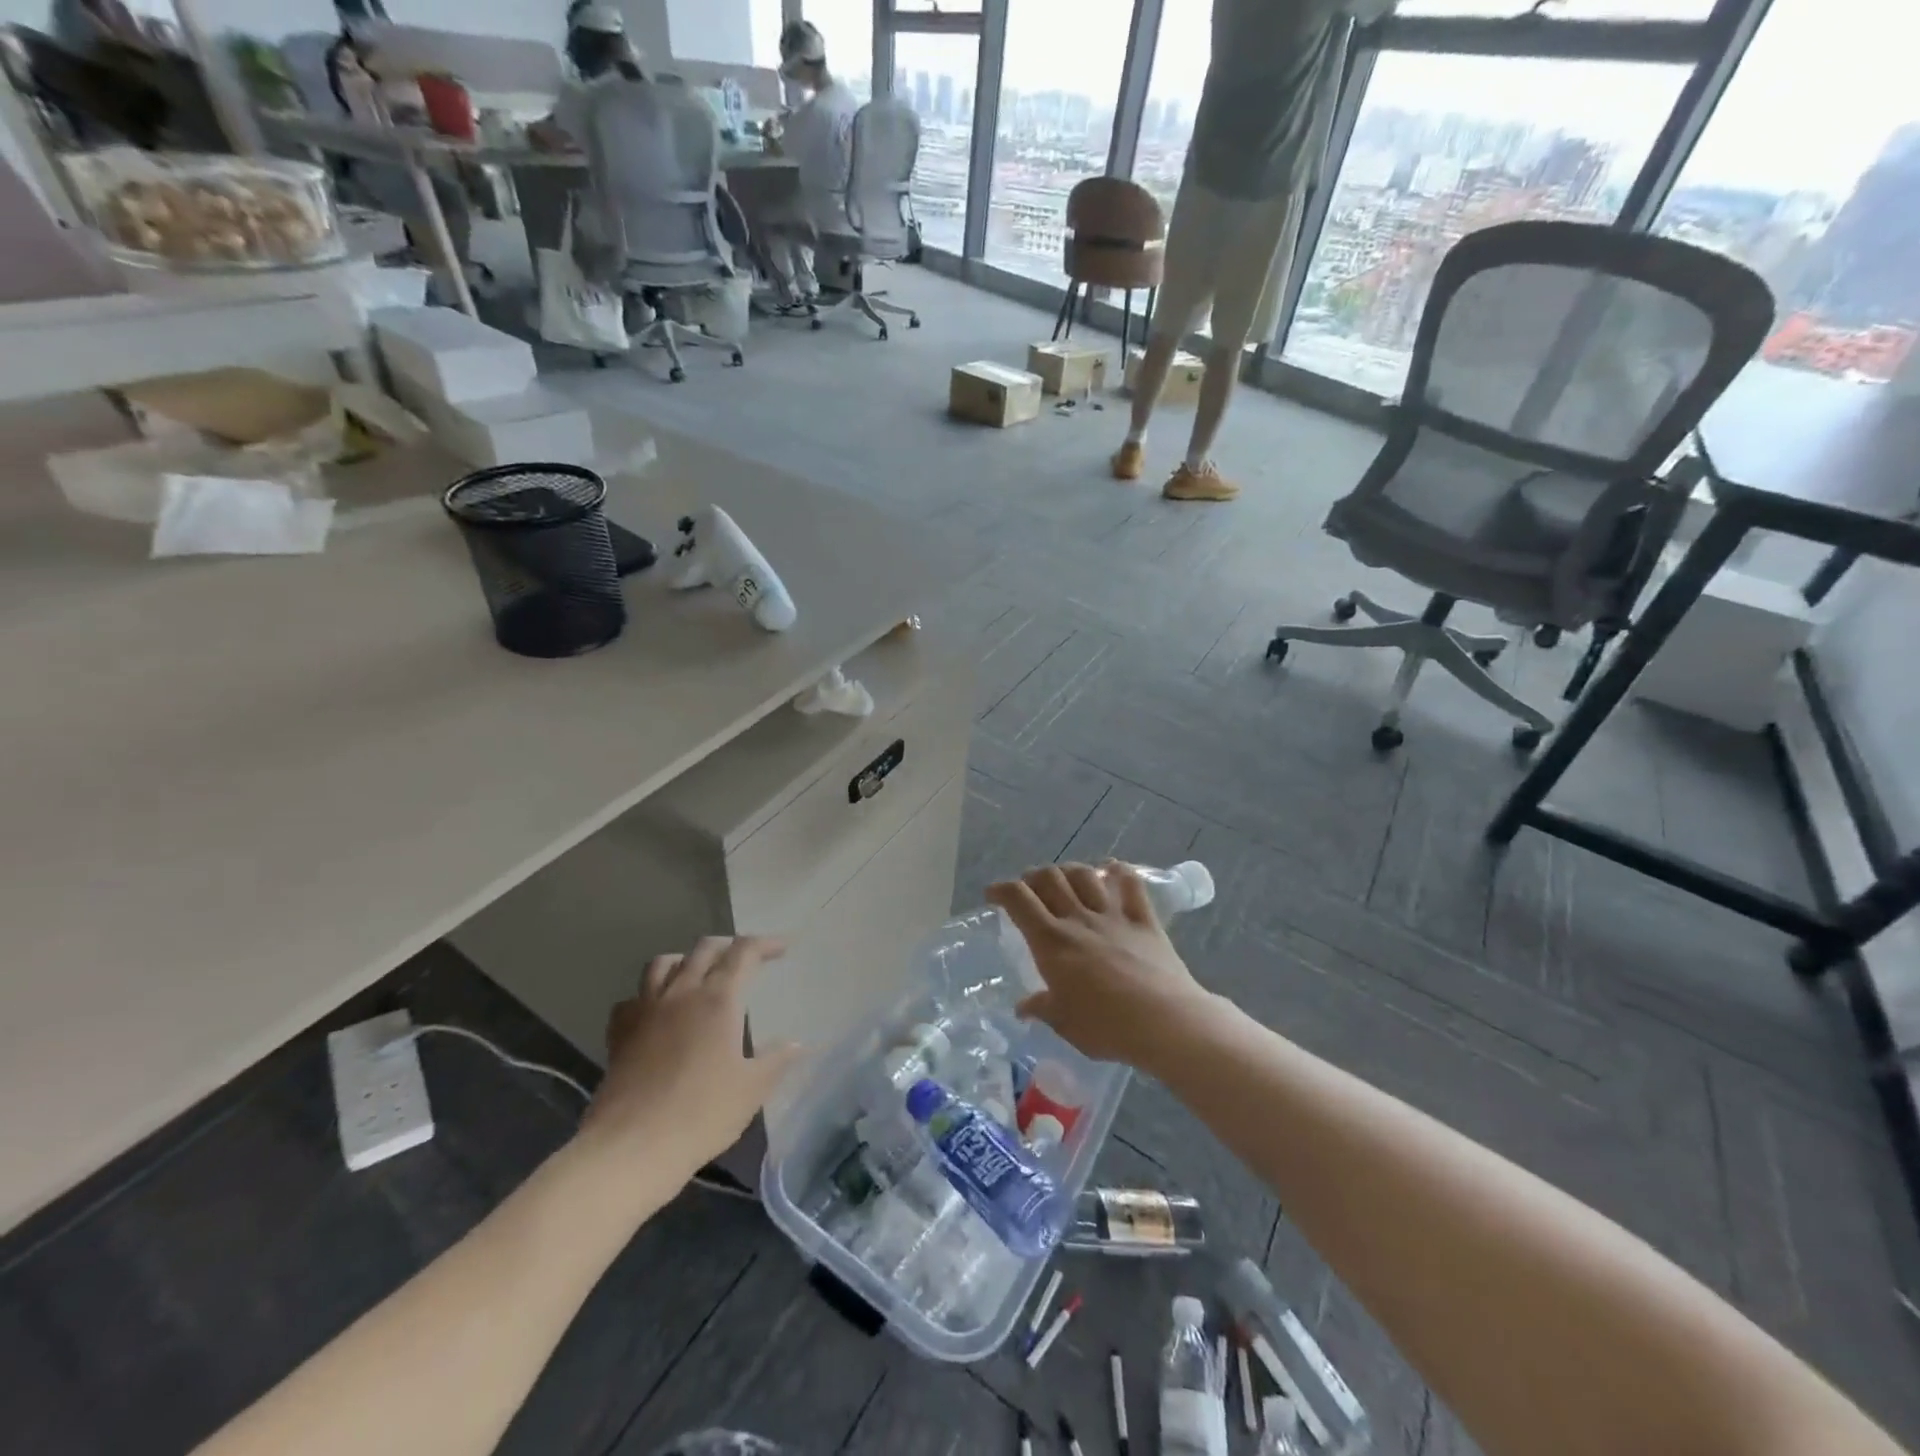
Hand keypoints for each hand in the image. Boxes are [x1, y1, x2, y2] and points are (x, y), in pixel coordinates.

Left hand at [581, 937, 805, 1182]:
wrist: (630, 1148)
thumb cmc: (701, 1114)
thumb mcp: (751, 1089)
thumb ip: (776, 1060)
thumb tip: (797, 1044)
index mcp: (718, 999)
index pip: (744, 953)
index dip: (765, 944)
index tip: (782, 948)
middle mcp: (681, 993)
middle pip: (704, 949)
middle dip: (728, 946)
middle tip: (744, 959)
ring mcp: (645, 1011)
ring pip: (662, 964)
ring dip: (685, 959)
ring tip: (697, 973)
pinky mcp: (619, 1035)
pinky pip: (632, 999)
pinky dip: (647, 996)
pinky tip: (655, 1012)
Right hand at [985, 862, 1215, 1069]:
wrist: (1165, 1022)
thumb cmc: (1106, 1027)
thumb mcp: (1064, 1023)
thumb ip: (1042, 1008)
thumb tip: (1023, 1007)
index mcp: (1052, 942)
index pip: (1019, 900)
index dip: (1002, 890)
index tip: (993, 894)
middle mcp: (1078, 919)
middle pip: (1049, 878)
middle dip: (1033, 876)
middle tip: (1029, 889)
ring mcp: (1113, 916)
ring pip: (1085, 875)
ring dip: (1069, 871)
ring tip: (1065, 879)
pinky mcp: (1144, 920)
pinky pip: (1131, 885)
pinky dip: (1119, 872)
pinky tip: (1112, 869)